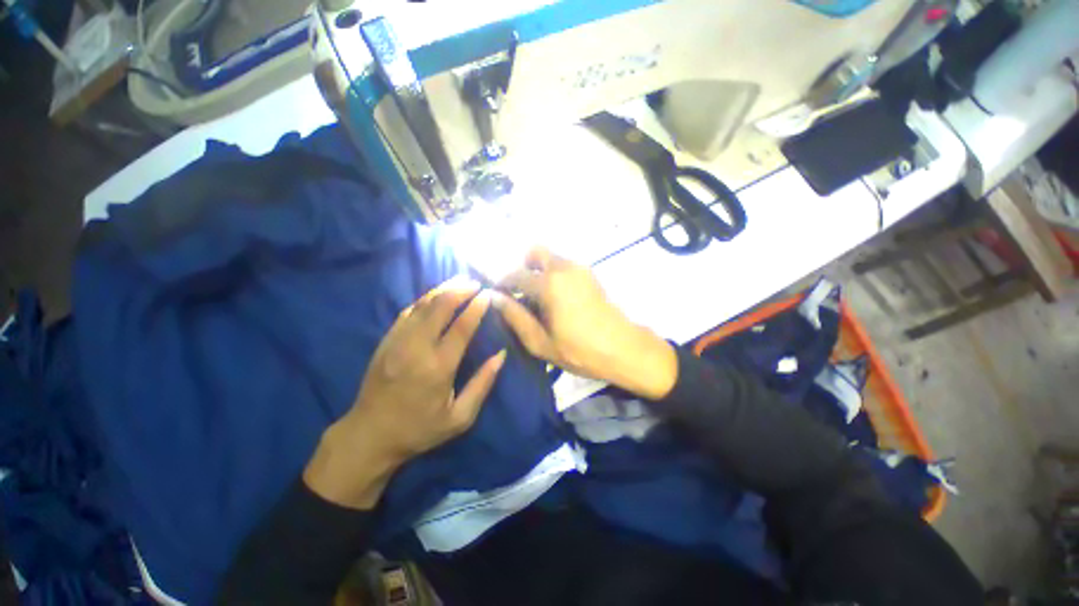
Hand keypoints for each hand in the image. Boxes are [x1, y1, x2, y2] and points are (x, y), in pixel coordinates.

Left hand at [304, 278, 506, 508]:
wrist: (369, 435)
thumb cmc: (419, 429)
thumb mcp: (460, 418)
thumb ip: (482, 384)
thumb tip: (501, 355)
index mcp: (438, 368)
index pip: (461, 327)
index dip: (476, 308)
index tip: (488, 294)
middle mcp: (417, 349)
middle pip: (440, 308)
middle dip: (460, 290)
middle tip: (475, 282)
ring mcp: (397, 342)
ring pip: (422, 305)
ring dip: (443, 290)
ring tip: (460, 281)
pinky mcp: (386, 341)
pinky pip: (407, 312)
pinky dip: (424, 299)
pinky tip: (436, 295)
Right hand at [495, 247, 676, 400]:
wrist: (623, 348)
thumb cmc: (579, 350)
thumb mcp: (540, 342)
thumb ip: (515, 317)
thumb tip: (494, 298)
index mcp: (549, 284)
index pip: (515, 275)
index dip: (502, 284)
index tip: (499, 297)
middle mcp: (564, 268)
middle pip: (535, 251)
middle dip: (523, 268)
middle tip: (521, 292)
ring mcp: (580, 268)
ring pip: (551, 258)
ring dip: (539, 271)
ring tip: (539, 299)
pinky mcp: (590, 274)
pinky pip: (564, 265)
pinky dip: (554, 274)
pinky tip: (557, 299)